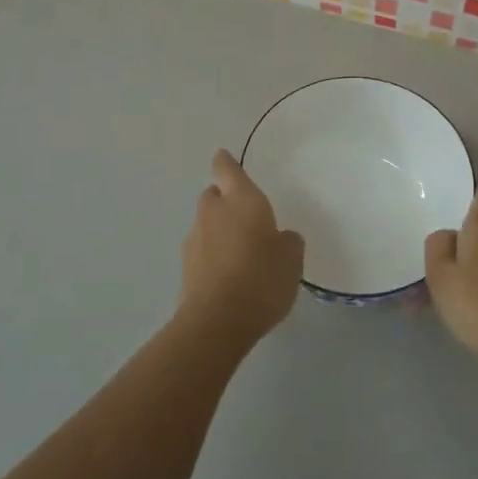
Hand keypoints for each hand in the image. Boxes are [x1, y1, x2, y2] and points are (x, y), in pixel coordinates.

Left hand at [180, 149, 303, 345]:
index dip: (226, 162)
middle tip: (245, 218)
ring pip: (206, 226)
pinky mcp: (185, 271)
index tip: (223, 156)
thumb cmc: (261, 277)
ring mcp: (194, 241)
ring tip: (241, 255)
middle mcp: (213, 213)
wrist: (217, 322)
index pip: (227, 169)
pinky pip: (202, 254)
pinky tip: (229, 279)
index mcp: (241, 199)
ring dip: (218, 232)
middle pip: (214, 196)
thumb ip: (287, 241)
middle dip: (225, 201)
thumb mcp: (292, 257)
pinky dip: (212, 259)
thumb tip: (279, 238)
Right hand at [425, 186, 477, 368]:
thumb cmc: (475, 300)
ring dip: (465, 263)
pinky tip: (459, 305)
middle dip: (460, 234)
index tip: (449, 193)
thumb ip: (437, 246)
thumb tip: (446, 235)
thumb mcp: (440, 274)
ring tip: (438, 287)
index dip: (468, 188)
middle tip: (435, 249)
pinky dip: (476, 281)